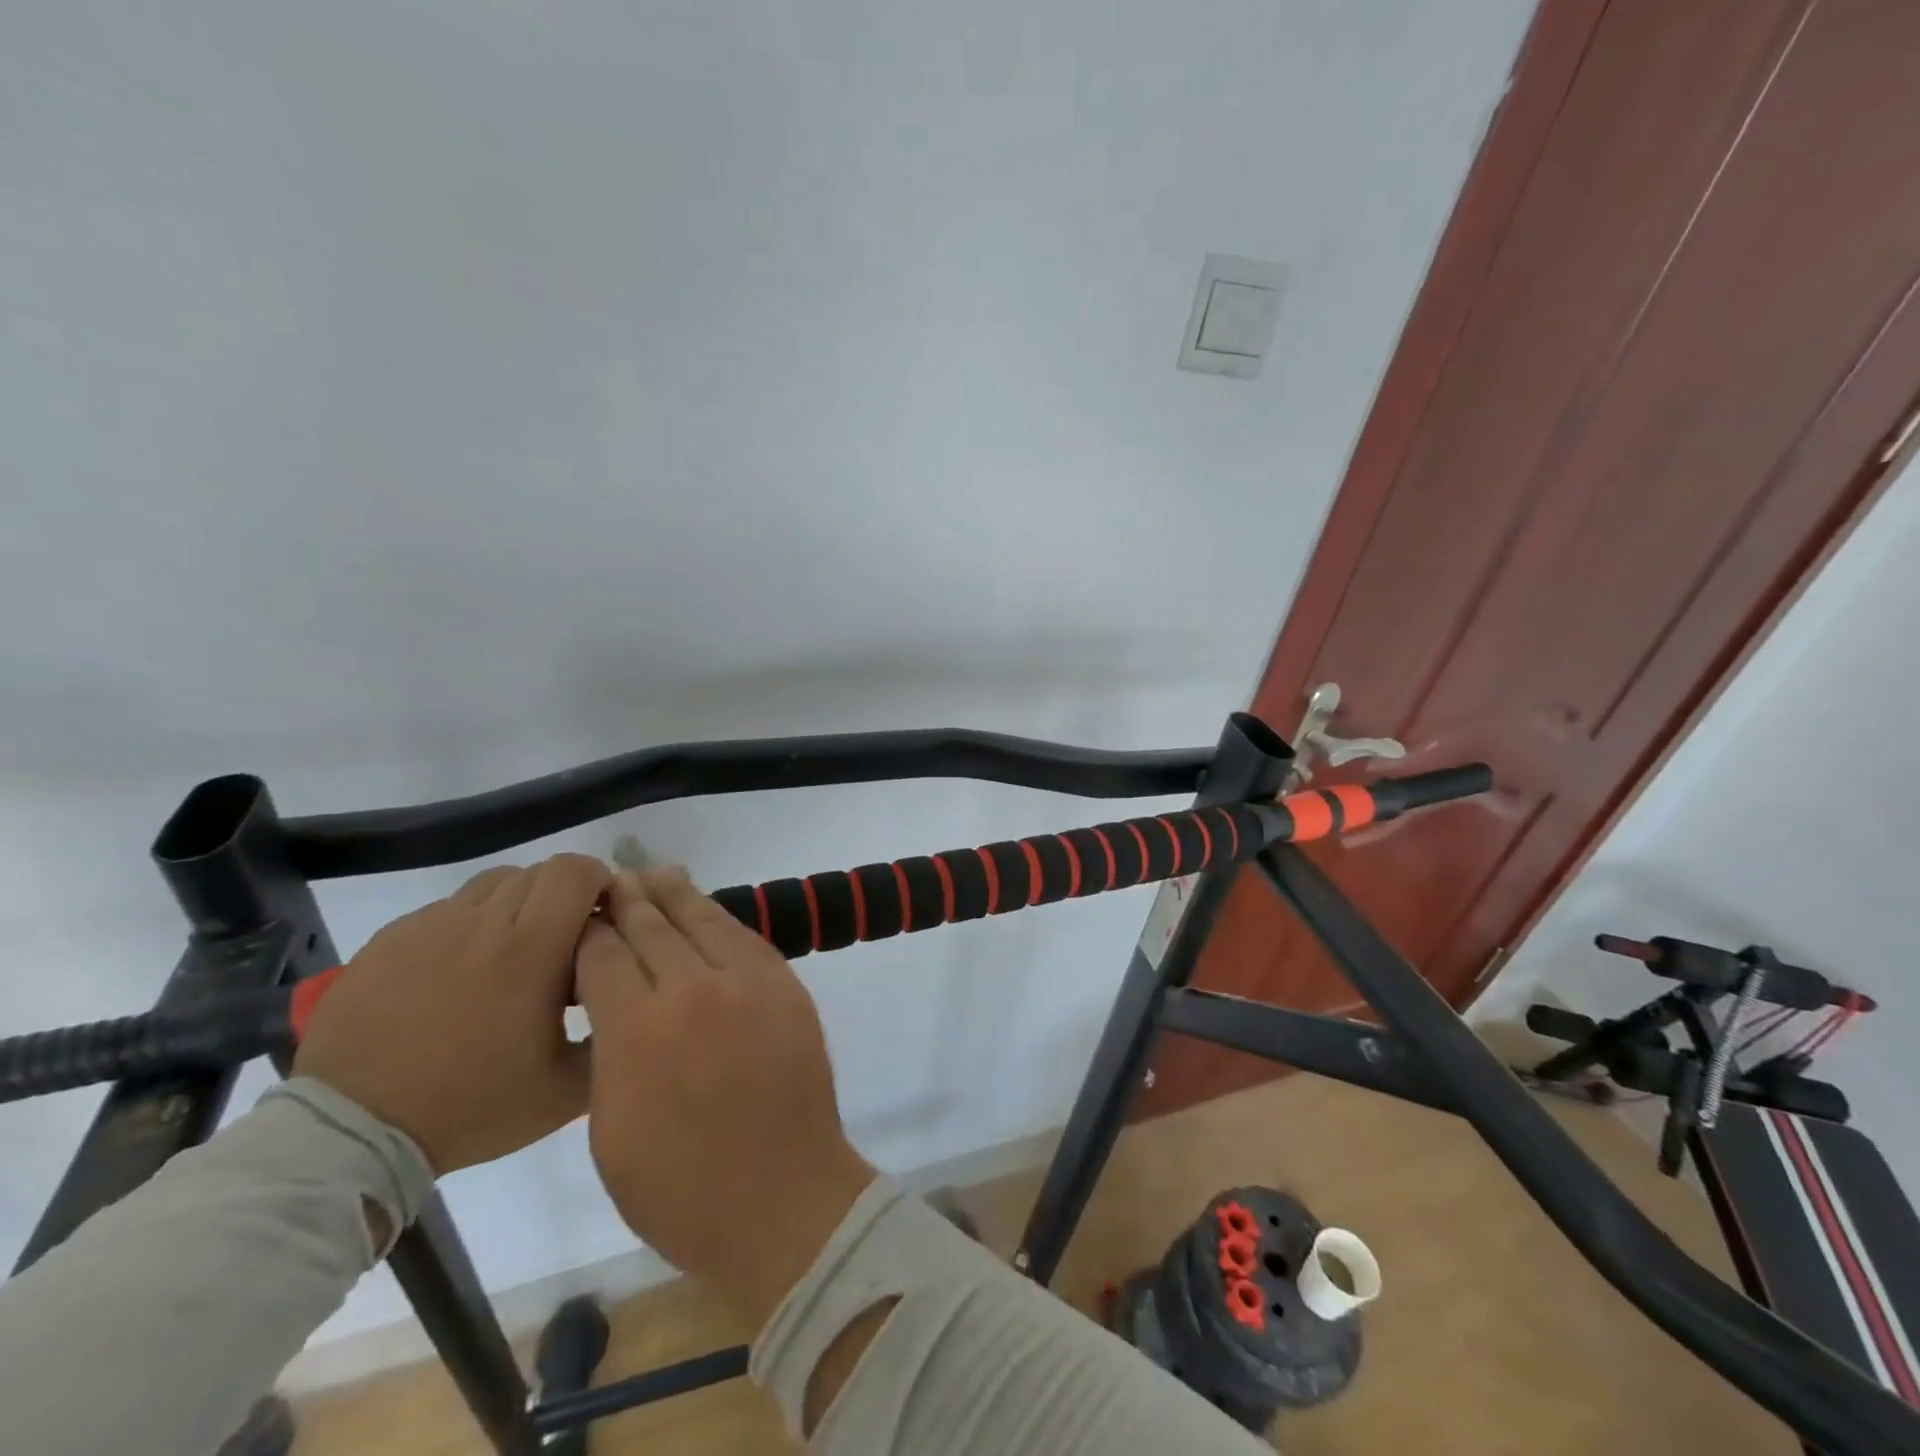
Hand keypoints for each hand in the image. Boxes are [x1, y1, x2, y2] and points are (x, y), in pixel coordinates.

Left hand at [294, 854, 611, 1174]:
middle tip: (562, 942)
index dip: (599, 882)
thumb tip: (633, 996)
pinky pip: (447, 909)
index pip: (576, 872)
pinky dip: (470, 925)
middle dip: (563, 896)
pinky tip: (461, 972)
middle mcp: (482, 922)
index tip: (603, 918)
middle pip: (539, 872)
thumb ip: (613, 1035)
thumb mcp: (565, 1089)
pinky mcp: (390, 939)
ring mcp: (430, 926)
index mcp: (531, 949)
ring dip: (517, 904)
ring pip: (493, 883)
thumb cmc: (472, 1106)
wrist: (353, 1133)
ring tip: (512, 952)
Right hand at [575, 868, 875, 1325]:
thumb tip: (613, 1002)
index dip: (587, 935)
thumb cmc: (679, 1186)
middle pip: (651, 927)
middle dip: (626, 901)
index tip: (577, 922)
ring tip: (651, 872)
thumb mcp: (609, 1129)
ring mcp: (747, 982)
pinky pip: (743, 937)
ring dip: (672, 894)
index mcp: (638, 1031)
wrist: (782, 1196)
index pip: (603, 956)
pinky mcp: (785, 984)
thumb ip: (608, 1052)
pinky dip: (716, 918)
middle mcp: (694, 990)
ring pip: (702, 919)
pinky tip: (702, 908)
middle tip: (610, 880)